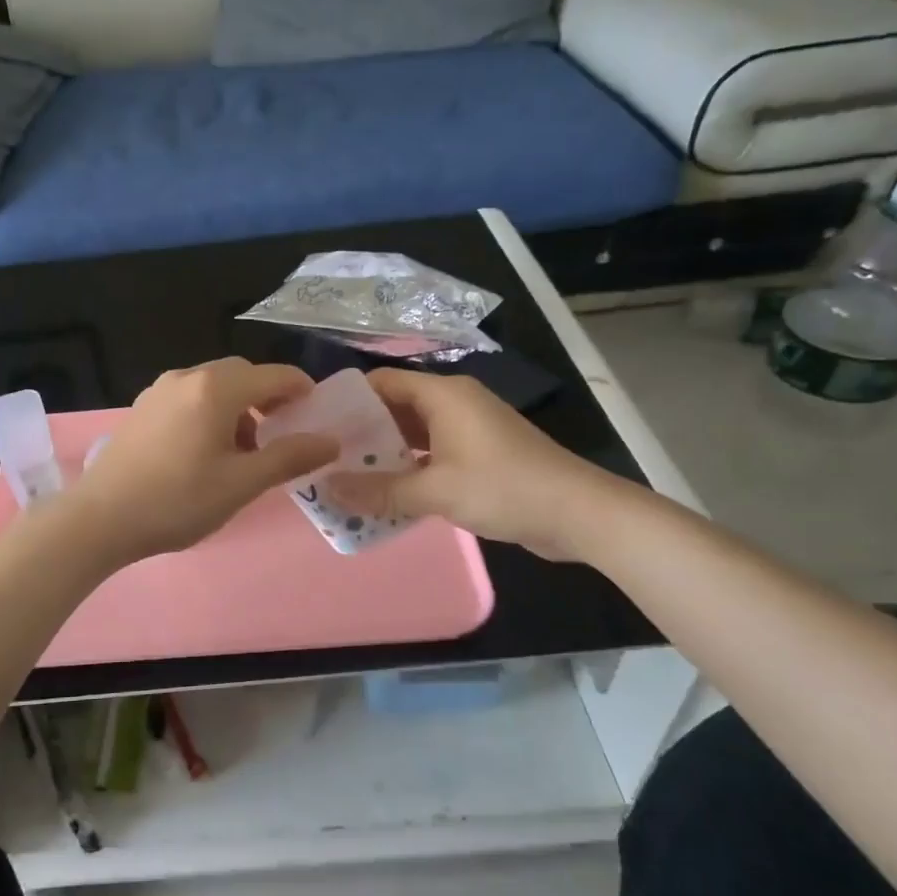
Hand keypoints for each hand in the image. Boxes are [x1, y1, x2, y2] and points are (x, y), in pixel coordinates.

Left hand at [57, 358, 338, 565]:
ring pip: (213, 386)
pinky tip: (205, 451)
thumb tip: (330, 441)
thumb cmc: (177, 501)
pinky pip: (189, 398)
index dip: (302, 389)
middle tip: (282, 433)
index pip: (273, 375)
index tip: (317, 413)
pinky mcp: (142, 409)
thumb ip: (289, 457)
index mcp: (216, 389)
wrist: (100, 518)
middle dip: (268, 398)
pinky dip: (210, 412)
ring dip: (238, 407)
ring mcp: (159, 391)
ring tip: (244, 450)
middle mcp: (187, 378)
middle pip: (241, 375)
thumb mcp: (241, 483)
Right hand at [326, 368, 636, 561]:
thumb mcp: (436, 491)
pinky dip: (408, 468)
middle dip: (361, 432)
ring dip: (384, 453)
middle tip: (324, 457)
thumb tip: (328, 489)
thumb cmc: (505, 488)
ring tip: (345, 476)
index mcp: (444, 395)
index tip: (317, 425)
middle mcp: (454, 404)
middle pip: (395, 407)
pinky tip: (384, 492)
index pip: (383, 382)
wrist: (579, 514)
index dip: (349, 399)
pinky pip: (432, 454)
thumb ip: (380, 491)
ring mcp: (469, 430)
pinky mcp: (479, 455)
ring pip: (413, 434)